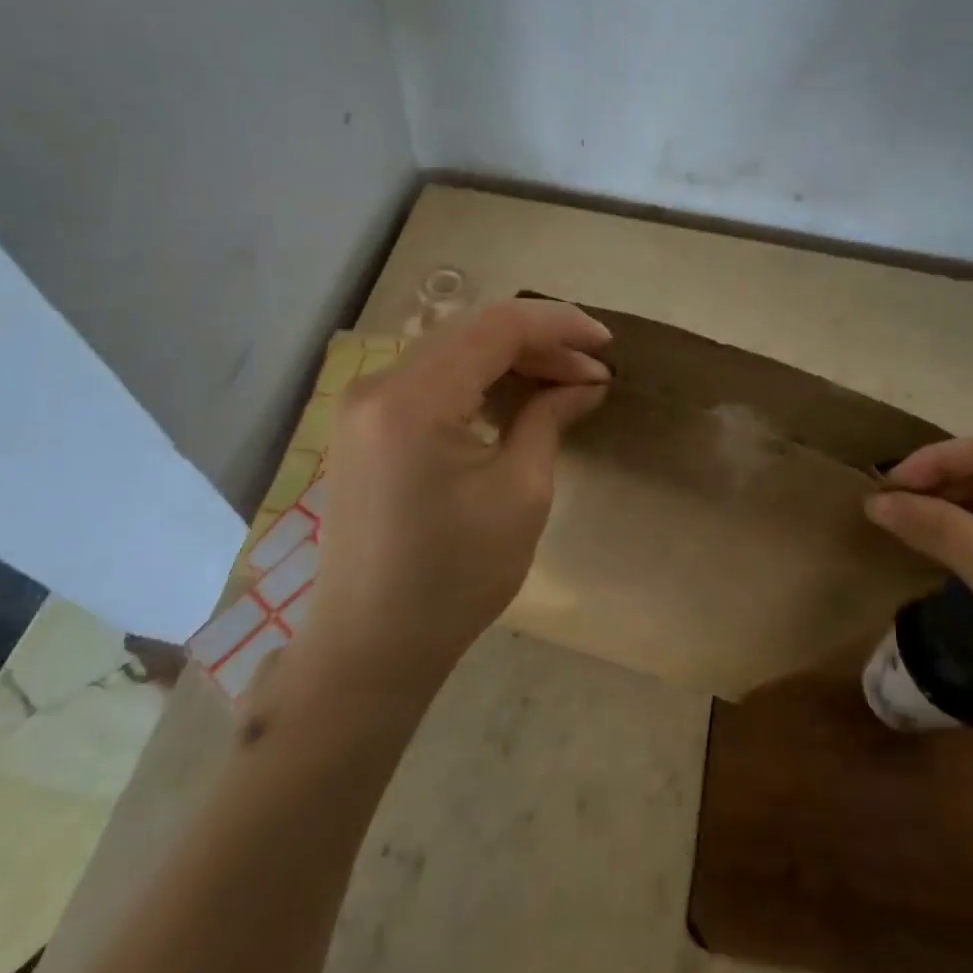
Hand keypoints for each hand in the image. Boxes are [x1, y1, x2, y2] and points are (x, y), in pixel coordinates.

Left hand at [292, 299, 610, 692]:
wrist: (371, 647)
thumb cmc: (454, 578)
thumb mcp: (520, 493)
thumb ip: (550, 418)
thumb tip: (587, 381)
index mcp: (412, 400)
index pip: (496, 328)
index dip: (559, 326)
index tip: (607, 345)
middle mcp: (378, 385)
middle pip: (473, 333)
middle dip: (540, 343)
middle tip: (593, 371)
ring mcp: (365, 404)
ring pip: (453, 351)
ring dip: (512, 359)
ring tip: (567, 381)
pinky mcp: (366, 424)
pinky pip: (433, 378)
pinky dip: (480, 379)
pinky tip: (519, 396)